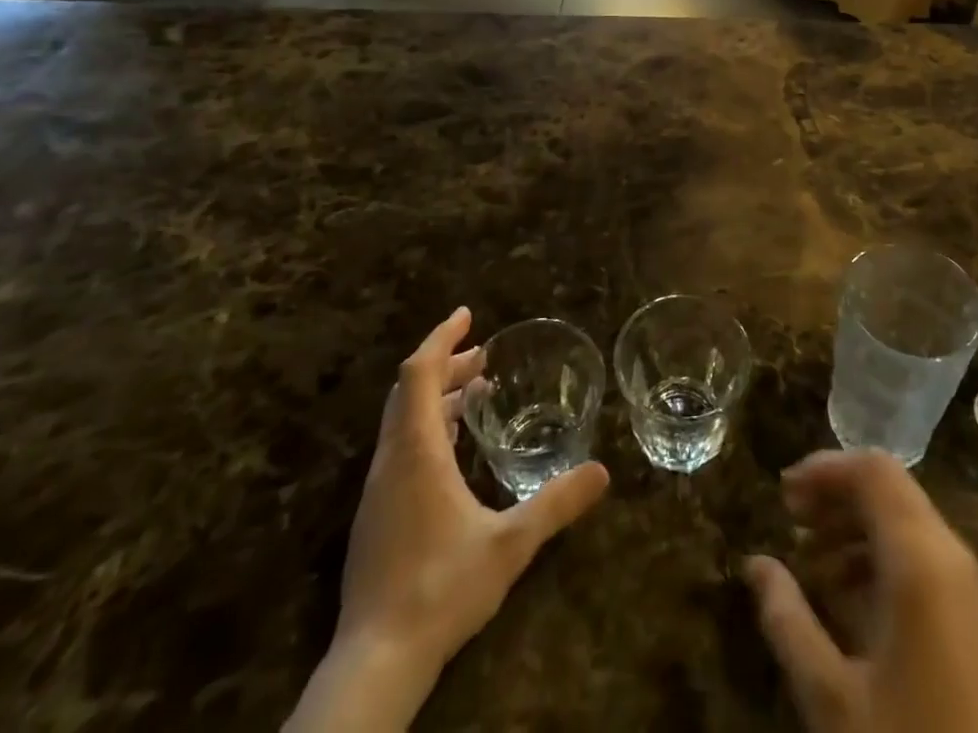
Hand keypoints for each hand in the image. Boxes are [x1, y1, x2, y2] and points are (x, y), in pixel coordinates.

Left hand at [286, 308, 609, 731]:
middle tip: (484, 356)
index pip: (418, 374)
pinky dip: (429, 427)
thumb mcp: (510, 544)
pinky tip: (456, 450)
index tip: (467, 315)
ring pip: (402, 421)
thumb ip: (556, 504)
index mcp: (416, 452)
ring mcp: (378, 490)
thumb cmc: (441, 589)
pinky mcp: (376, 516)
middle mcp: (391, 461)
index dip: (442, 338)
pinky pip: (401, 448)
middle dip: (446, 364)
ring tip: (476, 392)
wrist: (375, 663)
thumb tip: (602, 472)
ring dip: (437, 396)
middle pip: (409, 391)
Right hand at [744, 451, 977, 732]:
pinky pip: (919, 550)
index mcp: (919, 559)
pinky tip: (845, 592)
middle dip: (835, 492)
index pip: (872, 471)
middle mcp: (948, 553)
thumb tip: (754, 563)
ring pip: (904, 516)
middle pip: (888, 486)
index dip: (825, 468)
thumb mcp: (832, 698)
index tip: (782, 493)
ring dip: (853, 522)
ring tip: (809, 556)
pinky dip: (877, 550)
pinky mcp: (969, 613)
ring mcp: (965, 583)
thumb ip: (788, 620)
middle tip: (789, 518)